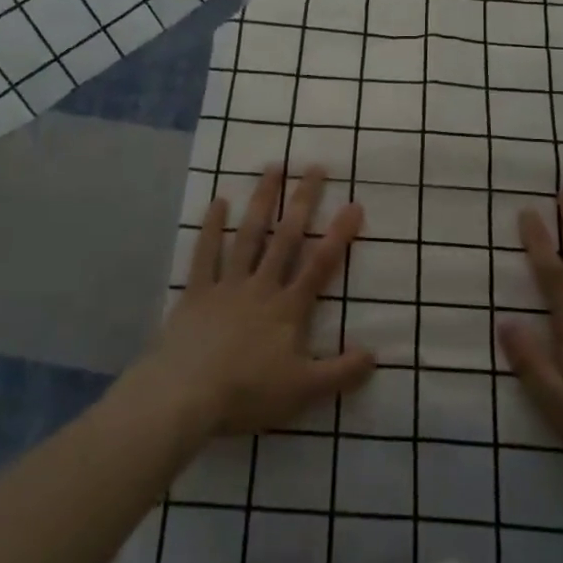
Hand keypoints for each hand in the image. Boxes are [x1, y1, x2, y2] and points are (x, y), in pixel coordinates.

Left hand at [133, 166, 374, 436]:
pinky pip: (206, 253)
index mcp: (288, 309)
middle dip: (303, 201)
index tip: (354, 204)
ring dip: (262, 200)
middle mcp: (261, 286)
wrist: (187, 395)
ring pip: (249, 235)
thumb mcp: (303, 391)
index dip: (339, 235)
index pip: (320, 265)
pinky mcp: (198, 291)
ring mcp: (228, 284)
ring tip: (273, 168)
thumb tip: (375, 355)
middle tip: (315, 167)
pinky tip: (219, 201)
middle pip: (286, 238)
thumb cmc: (247, 393)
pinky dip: (212, 227)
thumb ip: (341, 372)